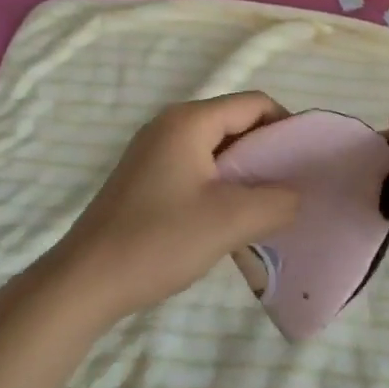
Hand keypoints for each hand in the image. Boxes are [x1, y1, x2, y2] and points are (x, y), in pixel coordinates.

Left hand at [50, 91, 298, 324]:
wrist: (84, 283)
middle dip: (267, 152)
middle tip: (289, 189)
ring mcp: (153, 150)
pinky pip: (196, 166)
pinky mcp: (144, 177)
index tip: (304, 165)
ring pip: (216, 148)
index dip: (286, 128)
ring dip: (244, 172)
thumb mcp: (230, 221)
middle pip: (235, 122)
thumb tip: (297, 196)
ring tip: (263, 208)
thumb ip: (277, 202)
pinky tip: (227, 219)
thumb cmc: (158, 241)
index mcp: (189, 121)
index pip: (255, 104)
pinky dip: (220, 184)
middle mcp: (170, 124)